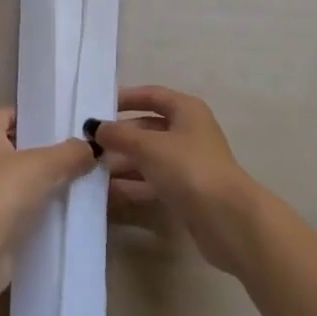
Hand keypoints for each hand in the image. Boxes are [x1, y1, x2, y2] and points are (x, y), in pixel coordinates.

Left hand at [0, 107, 95, 303]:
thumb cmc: (5, 191)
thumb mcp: (46, 165)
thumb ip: (71, 152)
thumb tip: (92, 148)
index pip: (6, 114)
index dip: (30, 115)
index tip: (57, 122)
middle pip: (11, 146)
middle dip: (39, 149)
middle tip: (71, 151)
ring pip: (14, 178)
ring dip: (37, 180)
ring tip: (70, 180)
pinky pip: (13, 205)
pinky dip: (31, 206)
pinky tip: (57, 209)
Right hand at [91, 86, 265, 274]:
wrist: (227, 219)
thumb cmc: (188, 168)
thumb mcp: (149, 146)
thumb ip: (120, 135)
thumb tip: (95, 127)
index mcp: (186, 110)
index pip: (153, 95)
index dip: (127, 98)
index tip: (99, 106)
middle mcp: (188, 133)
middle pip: (148, 128)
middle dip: (120, 136)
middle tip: (89, 145)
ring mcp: (188, 164)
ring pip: (149, 158)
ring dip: (123, 163)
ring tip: (91, 170)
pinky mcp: (186, 193)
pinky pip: (153, 182)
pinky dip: (132, 185)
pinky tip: (107, 193)